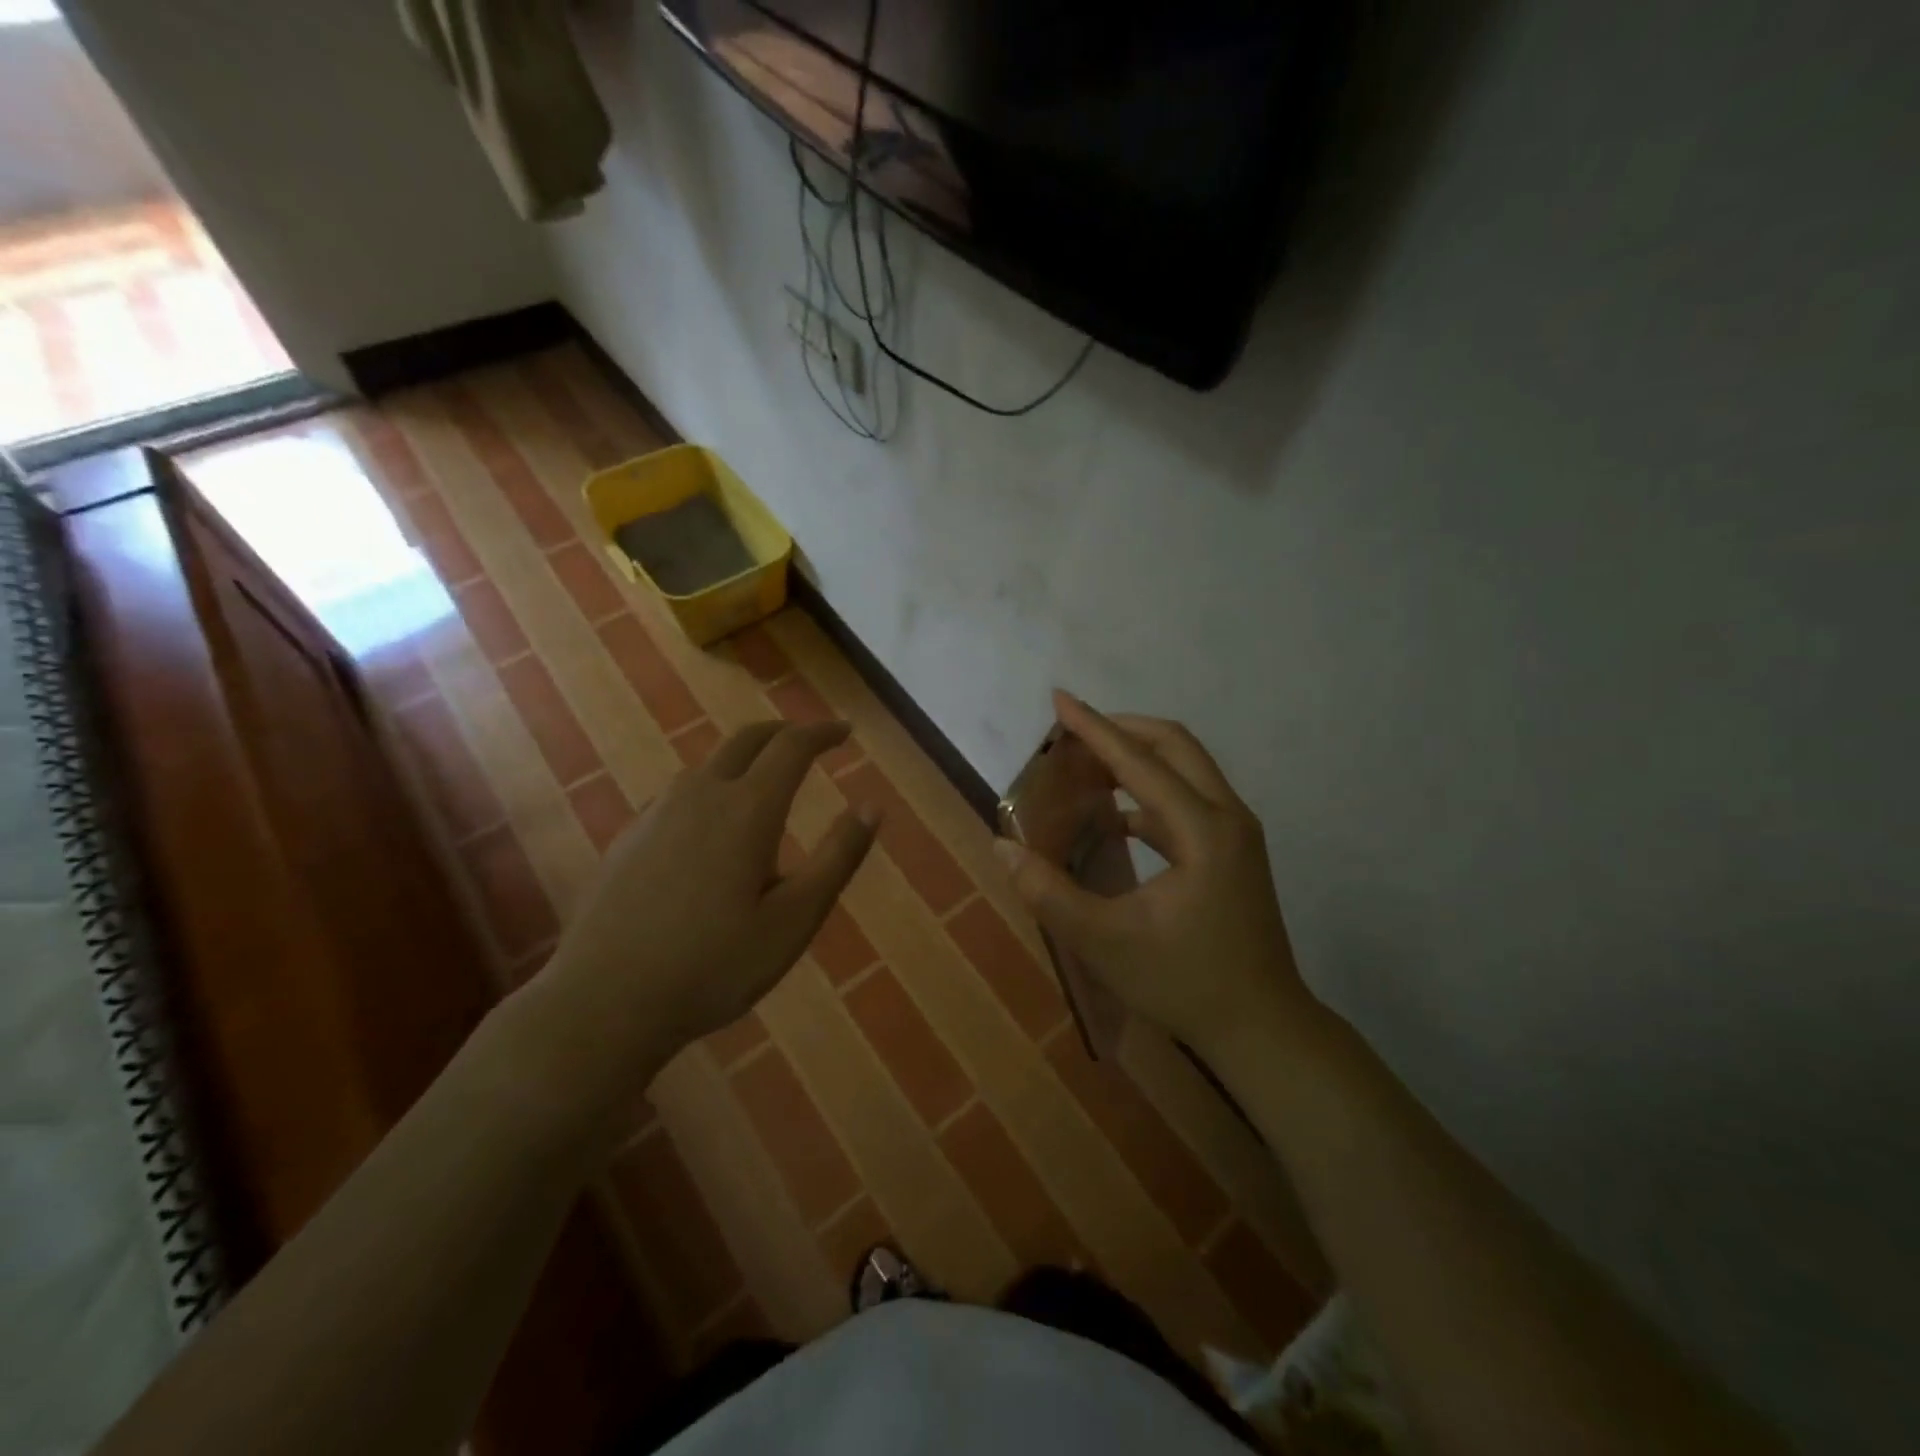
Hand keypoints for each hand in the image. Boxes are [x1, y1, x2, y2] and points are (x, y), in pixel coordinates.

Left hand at [515, 720, 877, 1110]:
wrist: (603, 1002)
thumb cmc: (713, 965)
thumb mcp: (794, 919)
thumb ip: (837, 858)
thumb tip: (873, 807)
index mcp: (748, 809)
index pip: (792, 746)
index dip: (822, 732)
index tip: (846, 732)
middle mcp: (701, 794)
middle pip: (747, 739)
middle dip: (784, 732)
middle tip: (810, 742)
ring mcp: (657, 812)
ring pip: (710, 763)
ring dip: (746, 759)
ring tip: (767, 783)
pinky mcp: (630, 836)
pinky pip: (682, 792)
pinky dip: (713, 787)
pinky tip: (712, 827)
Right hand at [996, 691, 1314, 1059]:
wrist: (1263, 1028)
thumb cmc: (1184, 983)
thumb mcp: (1104, 941)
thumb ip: (1048, 892)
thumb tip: (1003, 848)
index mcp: (1202, 830)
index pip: (1139, 761)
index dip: (1094, 728)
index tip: (1058, 699)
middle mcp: (1227, 817)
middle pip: (1174, 745)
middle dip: (1121, 730)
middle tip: (1073, 734)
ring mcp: (1237, 834)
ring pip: (1186, 770)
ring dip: (1137, 759)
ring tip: (1087, 769)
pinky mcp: (1235, 852)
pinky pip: (1189, 801)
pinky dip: (1149, 795)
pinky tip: (1115, 820)